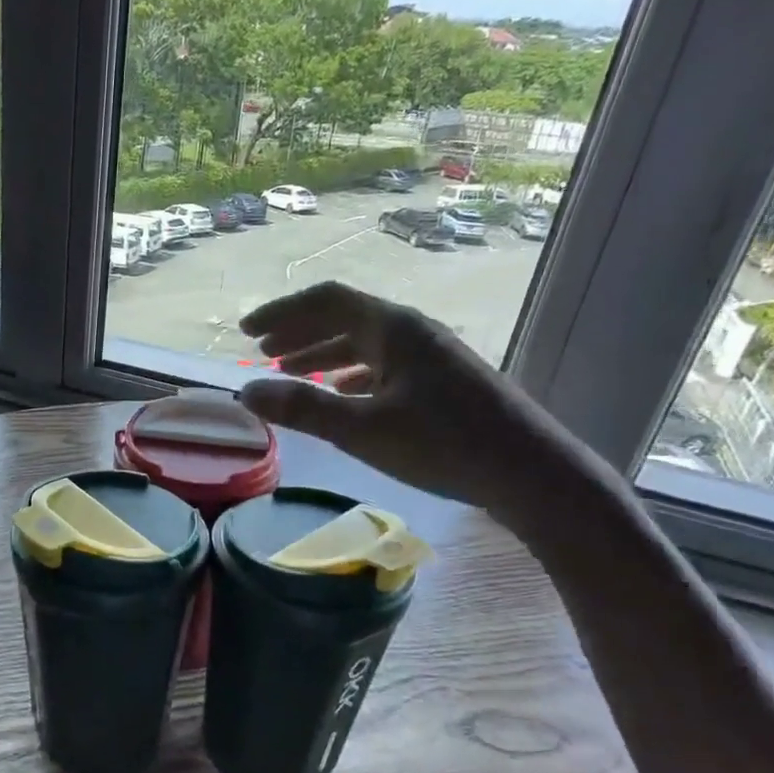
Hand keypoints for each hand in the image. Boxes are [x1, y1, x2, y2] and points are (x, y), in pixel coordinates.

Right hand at [238, 282, 585, 524]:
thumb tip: (244, 391)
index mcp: (393, 328)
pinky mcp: (443, 382)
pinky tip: (342, 392)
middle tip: (261, 352)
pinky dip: (352, 374)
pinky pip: (384, 366)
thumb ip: (301, 408)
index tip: (246, 332)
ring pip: (365, 344)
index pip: (326, 301)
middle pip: (345, 318)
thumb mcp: (362, 428)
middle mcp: (413, 331)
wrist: (529, 472)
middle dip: (299, 332)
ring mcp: (431, 356)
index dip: (282, 312)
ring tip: (290, 373)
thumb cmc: (442, 444)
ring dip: (323, 354)